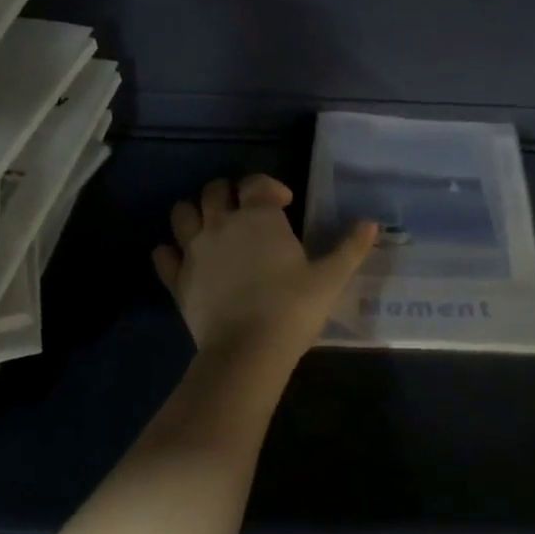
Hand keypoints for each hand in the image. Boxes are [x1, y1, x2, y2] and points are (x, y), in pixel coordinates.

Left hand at [153, 175, 377, 361]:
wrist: (247, 351)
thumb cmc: (293, 308)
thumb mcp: (330, 278)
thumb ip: (350, 247)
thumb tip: (371, 223)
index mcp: (259, 217)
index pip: (256, 182)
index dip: (270, 187)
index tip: (285, 205)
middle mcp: (221, 223)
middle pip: (214, 190)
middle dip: (230, 193)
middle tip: (246, 212)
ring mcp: (194, 250)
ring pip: (181, 213)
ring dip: (194, 213)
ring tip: (211, 228)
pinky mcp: (177, 279)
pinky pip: (163, 255)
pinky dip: (169, 252)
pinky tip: (182, 259)